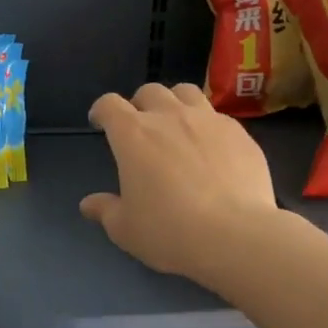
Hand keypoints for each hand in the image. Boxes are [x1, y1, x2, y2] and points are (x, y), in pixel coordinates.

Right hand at [79, 83, 279, 281]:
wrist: (235, 235)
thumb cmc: (169, 231)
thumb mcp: (126, 229)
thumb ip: (105, 210)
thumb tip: (88, 204)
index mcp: (133, 134)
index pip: (109, 104)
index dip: (102, 111)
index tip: (100, 123)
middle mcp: (169, 116)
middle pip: (149, 91)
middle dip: (140, 104)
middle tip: (142, 128)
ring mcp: (208, 120)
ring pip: (186, 92)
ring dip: (175, 103)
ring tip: (177, 125)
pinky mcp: (239, 132)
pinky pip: (218, 116)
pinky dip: (207, 125)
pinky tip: (212, 148)